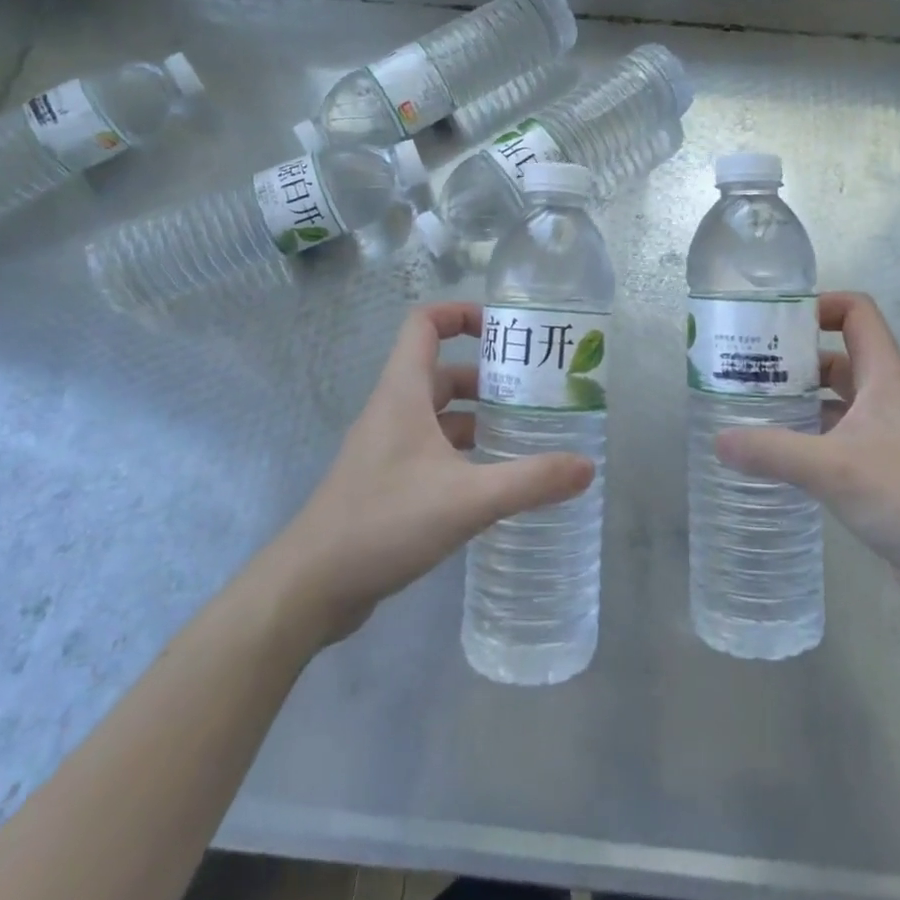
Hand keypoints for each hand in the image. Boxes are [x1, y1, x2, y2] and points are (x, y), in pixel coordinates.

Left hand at [262, 302, 594, 646]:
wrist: (311, 586)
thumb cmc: (384, 522)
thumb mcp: (467, 499)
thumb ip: (530, 481)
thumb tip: (587, 467)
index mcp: (403, 392)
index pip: (425, 324)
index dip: (462, 313)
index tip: (505, 330)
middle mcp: (393, 410)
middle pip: (441, 371)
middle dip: (487, 376)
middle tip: (534, 392)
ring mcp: (386, 447)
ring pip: (438, 414)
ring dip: (478, 417)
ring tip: (525, 434)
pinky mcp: (386, 481)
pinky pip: (431, 449)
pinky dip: (463, 452)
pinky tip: (493, 479)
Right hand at [716, 292, 899, 628]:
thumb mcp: (833, 469)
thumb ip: (772, 451)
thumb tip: (717, 440)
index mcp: (884, 378)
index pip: (857, 313)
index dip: (819, 305)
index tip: (774, 320)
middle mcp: (885, 399)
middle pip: (836, 357)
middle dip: (792, 357)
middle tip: (744, 368)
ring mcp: (884, 436)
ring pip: (834, 400)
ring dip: (797, 400)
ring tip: (748, 408)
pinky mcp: (880, 471)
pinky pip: (836, 438)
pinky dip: (806, 437)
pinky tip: (774, 454)